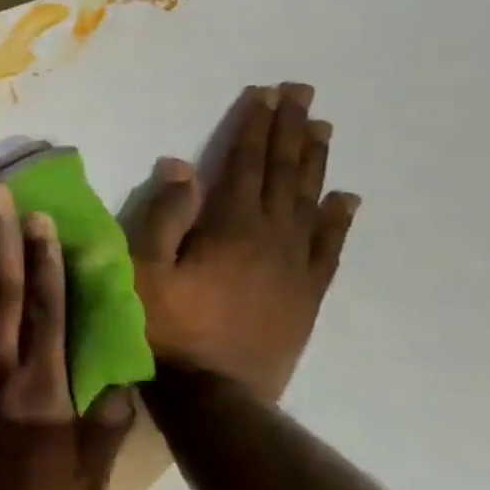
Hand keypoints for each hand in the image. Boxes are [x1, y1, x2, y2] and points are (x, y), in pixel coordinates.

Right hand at [131, 83, 359, 402]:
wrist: (213, 396)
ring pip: (310, 202)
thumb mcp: (142, 270)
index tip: (267, 93)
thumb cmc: (164, 329)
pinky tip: (347, 199)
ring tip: (321, 129)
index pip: (244, 164)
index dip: (254, 127)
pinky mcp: (306, 296)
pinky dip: (338, 220)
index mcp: (230, 227)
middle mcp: (272, 237)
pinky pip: (329, 248)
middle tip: (301, 94)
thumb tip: (179, 165)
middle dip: (289, 131)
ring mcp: (296, 267)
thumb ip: (163, 216)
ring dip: (314, 163)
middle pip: (283, 174)